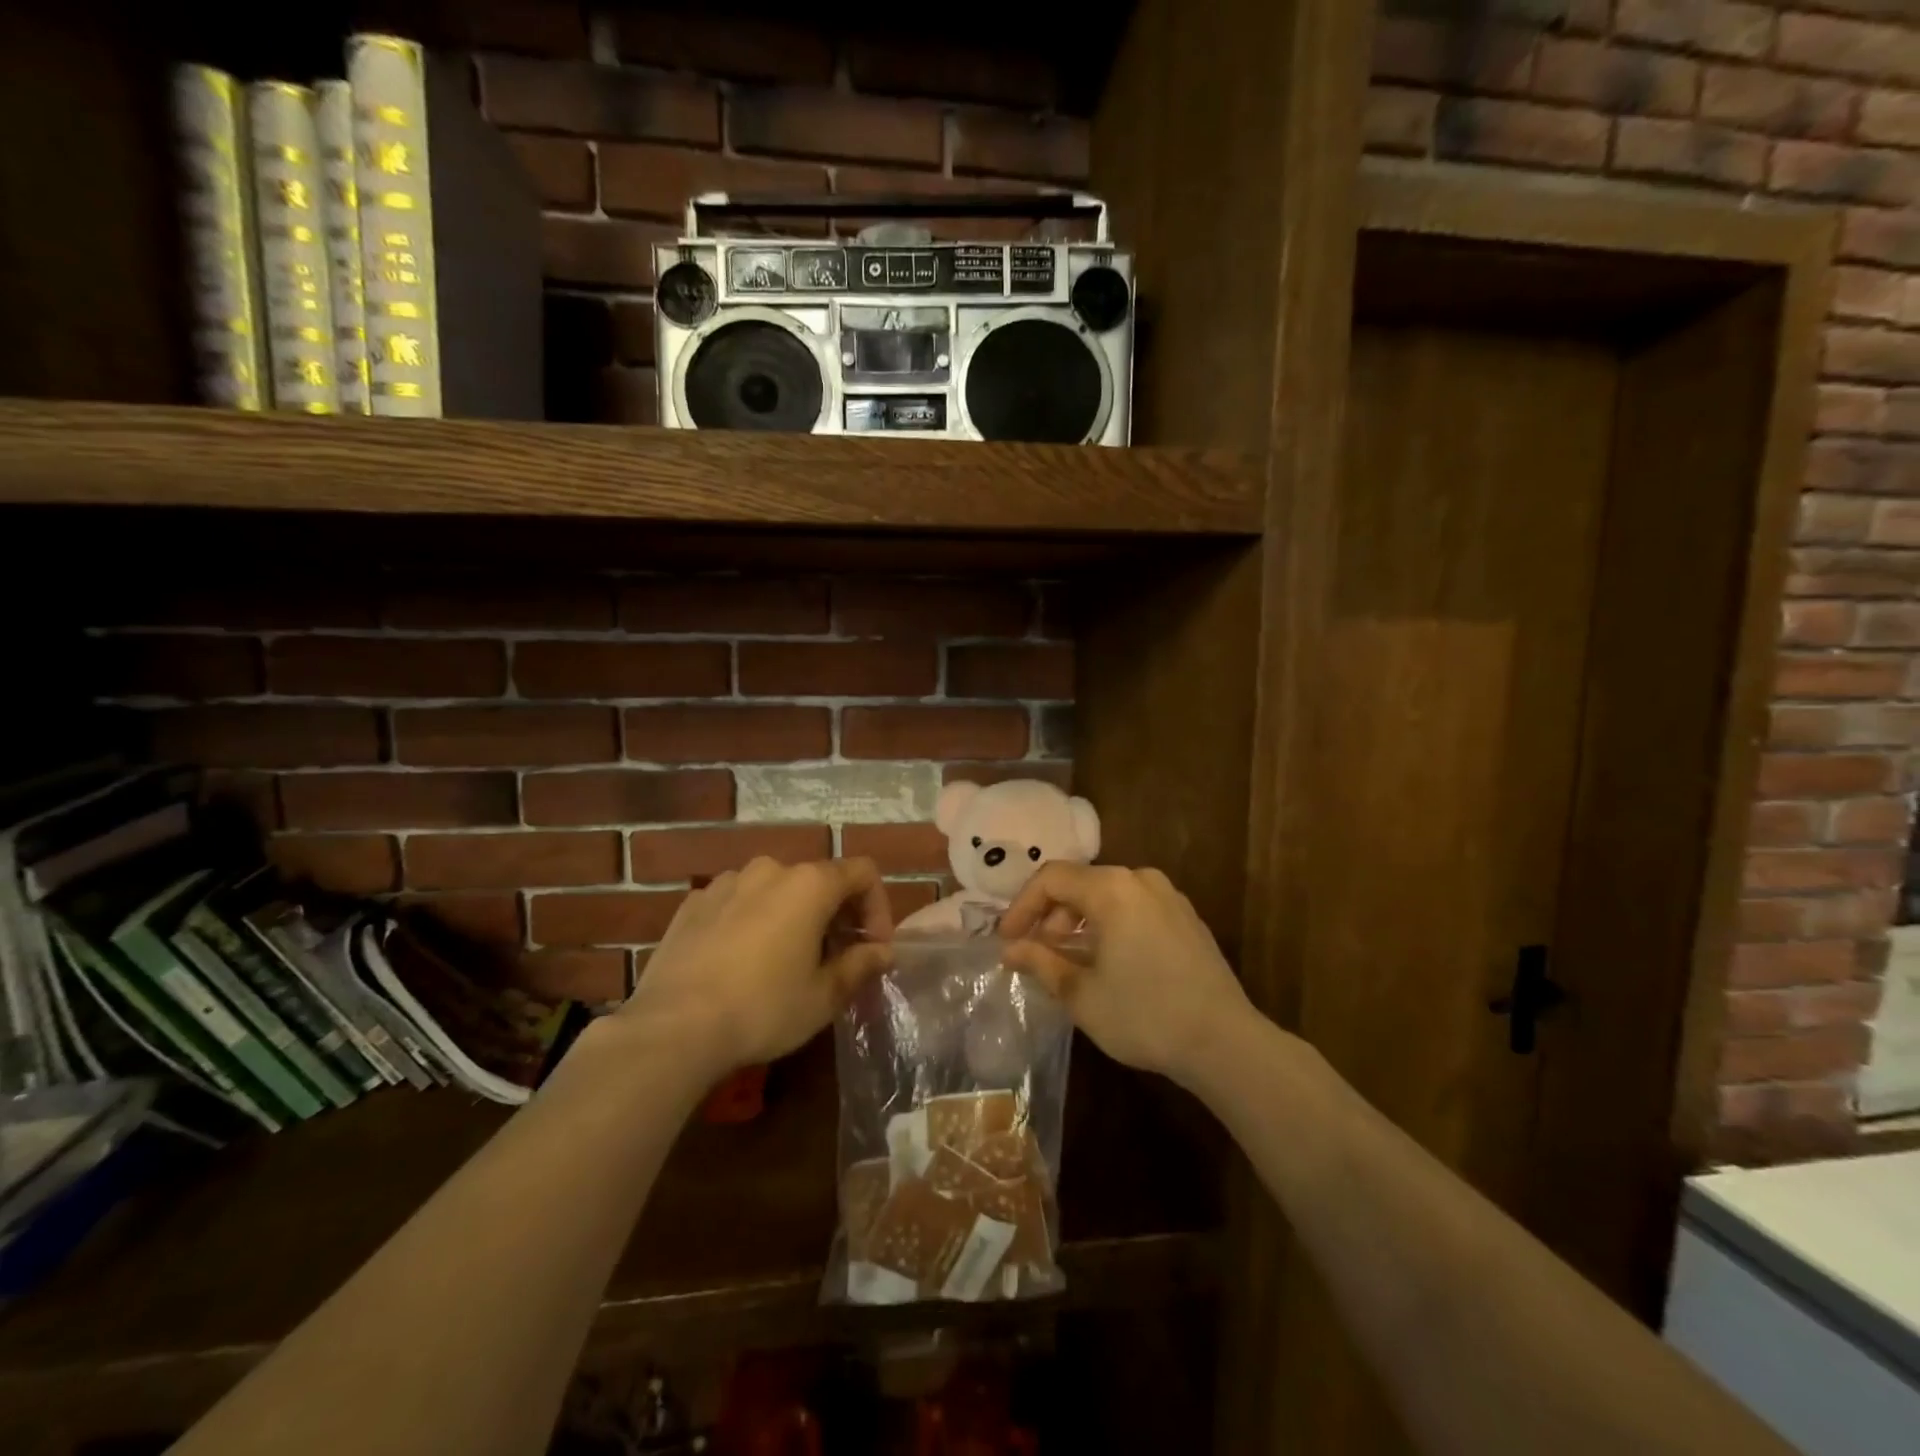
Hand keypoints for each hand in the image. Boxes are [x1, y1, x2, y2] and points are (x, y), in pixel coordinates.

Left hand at [621, 857, 892, 1072]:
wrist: (672, 1028)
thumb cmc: (763, 1009)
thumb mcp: (824, 996)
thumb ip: (860, 965)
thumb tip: (884, 952)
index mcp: (809, 884)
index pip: (862, 873)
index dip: (878, 907)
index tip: (873, 948)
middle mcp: (770, 869)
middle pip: (819, 879)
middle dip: (836, 914)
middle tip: (835, 959)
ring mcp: (726, 882)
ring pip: (776, 890)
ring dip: (793, 916)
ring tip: (786, 961)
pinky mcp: (693, 903)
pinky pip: (737, 902)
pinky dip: (752, 921)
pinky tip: (741, 962)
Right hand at [1000, 864, 1251, 1081]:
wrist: (1224, 1042)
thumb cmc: (1144, 1015)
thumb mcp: (1081, 994)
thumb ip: (1041, 962)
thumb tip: (1010, 949)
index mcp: (1112, 889)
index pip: (1051, 879)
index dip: (1022, 906)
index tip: (1007, 940)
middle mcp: (1140, 879)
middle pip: (1080, 883)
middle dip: (1051, 916)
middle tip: (1036, 953)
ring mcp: (1169, 896)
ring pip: (1108, 896)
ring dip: (1079, 923)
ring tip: (1068, 961)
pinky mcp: (1186, 918)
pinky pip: (1134, 908)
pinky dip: (1109, 926)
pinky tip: (1106, 962)